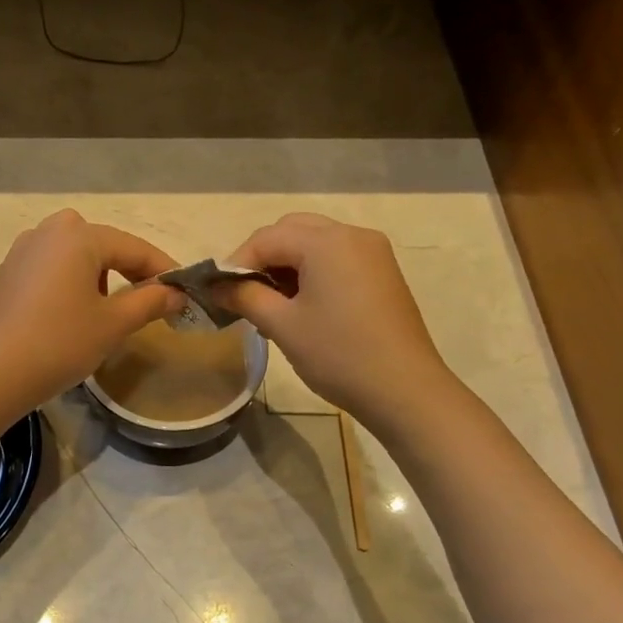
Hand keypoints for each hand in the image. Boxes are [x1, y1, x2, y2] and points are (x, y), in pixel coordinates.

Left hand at [0, 210, 183, 412]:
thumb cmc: (61, 343)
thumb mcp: (114, 324)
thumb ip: (150, 301)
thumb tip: (176, 293)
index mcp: (78, 236)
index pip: (133, 247)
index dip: (162, 269)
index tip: (184, 291)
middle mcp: (49, 231)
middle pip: (103, 244)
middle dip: (129, 269)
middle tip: (149, 299)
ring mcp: (23, 250)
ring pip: (75, 254)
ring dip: (99, 274)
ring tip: (109, 309)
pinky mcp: (8, 272)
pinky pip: (51, 267)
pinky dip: (71, 281)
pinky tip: (72, 313)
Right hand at [216, 213, 450, 429]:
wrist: (405, 391)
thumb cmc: (339, 355)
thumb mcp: (283, 326)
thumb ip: (245, 297)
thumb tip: (216, 286)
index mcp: (327, 242)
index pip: (266, 238)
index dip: (236, 263)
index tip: (218, 293)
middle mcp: (352, 235)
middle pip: (292, 231)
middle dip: (262, 258)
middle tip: (244, 295)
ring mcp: (373, 253)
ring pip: (316, 243)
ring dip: (287, 265)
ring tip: (271, 304)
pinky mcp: (383, 273)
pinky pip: (337, 258)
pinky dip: (313, 272)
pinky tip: (303, 306)